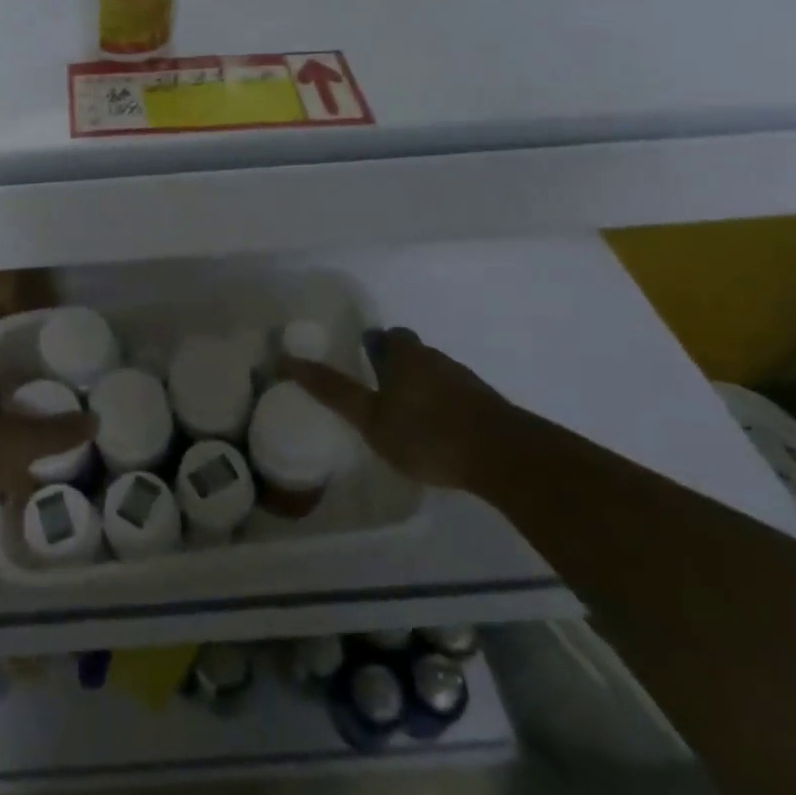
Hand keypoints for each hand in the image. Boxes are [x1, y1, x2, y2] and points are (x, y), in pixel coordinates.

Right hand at [284, 328, 517, 490]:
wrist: (508, 459)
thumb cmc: (428, 434)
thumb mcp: (370, 418)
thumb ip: (333, 390)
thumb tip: (287, 358)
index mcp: (405, 356)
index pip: (388, 336)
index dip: (375, 345)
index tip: (363, 363)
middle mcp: (436, 359)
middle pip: (412, 352)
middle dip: (396, 365)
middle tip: (379, 391)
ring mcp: (466, 382)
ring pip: (435, 374)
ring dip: (420, 386)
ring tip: (405, 415)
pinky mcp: (488, 406)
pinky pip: (456, 396)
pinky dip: (443, 406)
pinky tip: (437, 431)